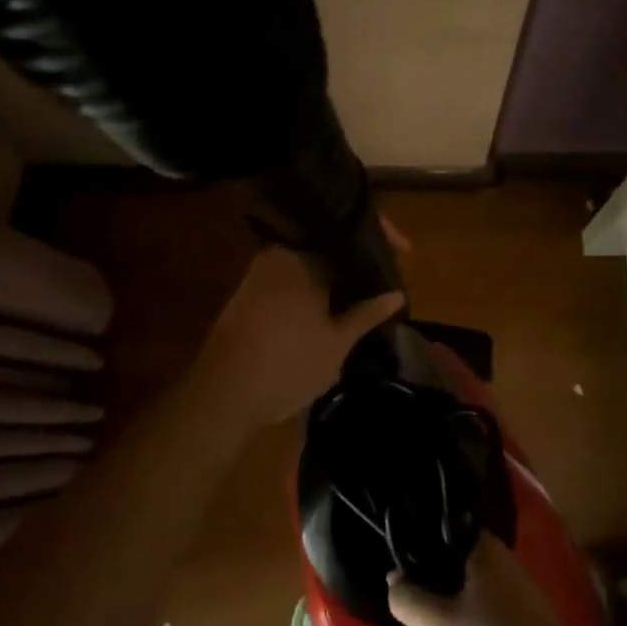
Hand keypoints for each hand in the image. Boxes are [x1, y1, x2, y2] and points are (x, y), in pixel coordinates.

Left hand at [188, 246, 403, 433]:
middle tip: (385, 269)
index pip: (347, 228)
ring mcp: (259, 272)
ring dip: (336, 270)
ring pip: (309, 258)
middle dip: (358, 252)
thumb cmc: (286, 365)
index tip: (405, 248)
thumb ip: (367, 314)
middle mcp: (278, 254)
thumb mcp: (336, 343)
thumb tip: (397, 294)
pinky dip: (316, 282)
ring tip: (365, 286)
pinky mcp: (249, 292)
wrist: (221, 397)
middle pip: (327, 240)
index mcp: (302, 256)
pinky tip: (332, 302)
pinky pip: (292, 274)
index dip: (380, 234)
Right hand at [388, 535, 588, 625]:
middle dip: (431, 589)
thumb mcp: (438, 624)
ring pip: (467, 603)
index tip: (395, 565)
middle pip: (456, 569)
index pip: (446, 533)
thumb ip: (409, 599)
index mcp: (486, 551)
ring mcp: (514, 606)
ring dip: (446, 621)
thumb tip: (393, 578)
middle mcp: (502, 570)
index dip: (419, 546)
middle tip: (403, 606)